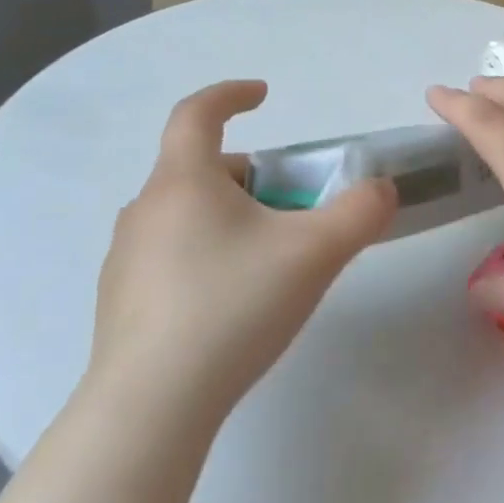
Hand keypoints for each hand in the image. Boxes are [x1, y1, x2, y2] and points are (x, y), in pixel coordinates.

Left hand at [86, 80, 396, 435]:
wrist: (152, 408)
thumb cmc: (234, 306)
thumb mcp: (317, 252)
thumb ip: (362, 210)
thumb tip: (381, 189)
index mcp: (183, 182)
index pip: (196, 113)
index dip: (230, 94)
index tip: (264, 96)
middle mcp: (145, 210)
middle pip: (202, 169)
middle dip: (254, 177)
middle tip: (294, 208)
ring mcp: (126, 259)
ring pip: (188, 215)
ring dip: (232, 218)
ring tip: (271, 261)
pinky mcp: (122, 302)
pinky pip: (173, 255)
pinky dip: (209, 255)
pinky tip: (235, 304)